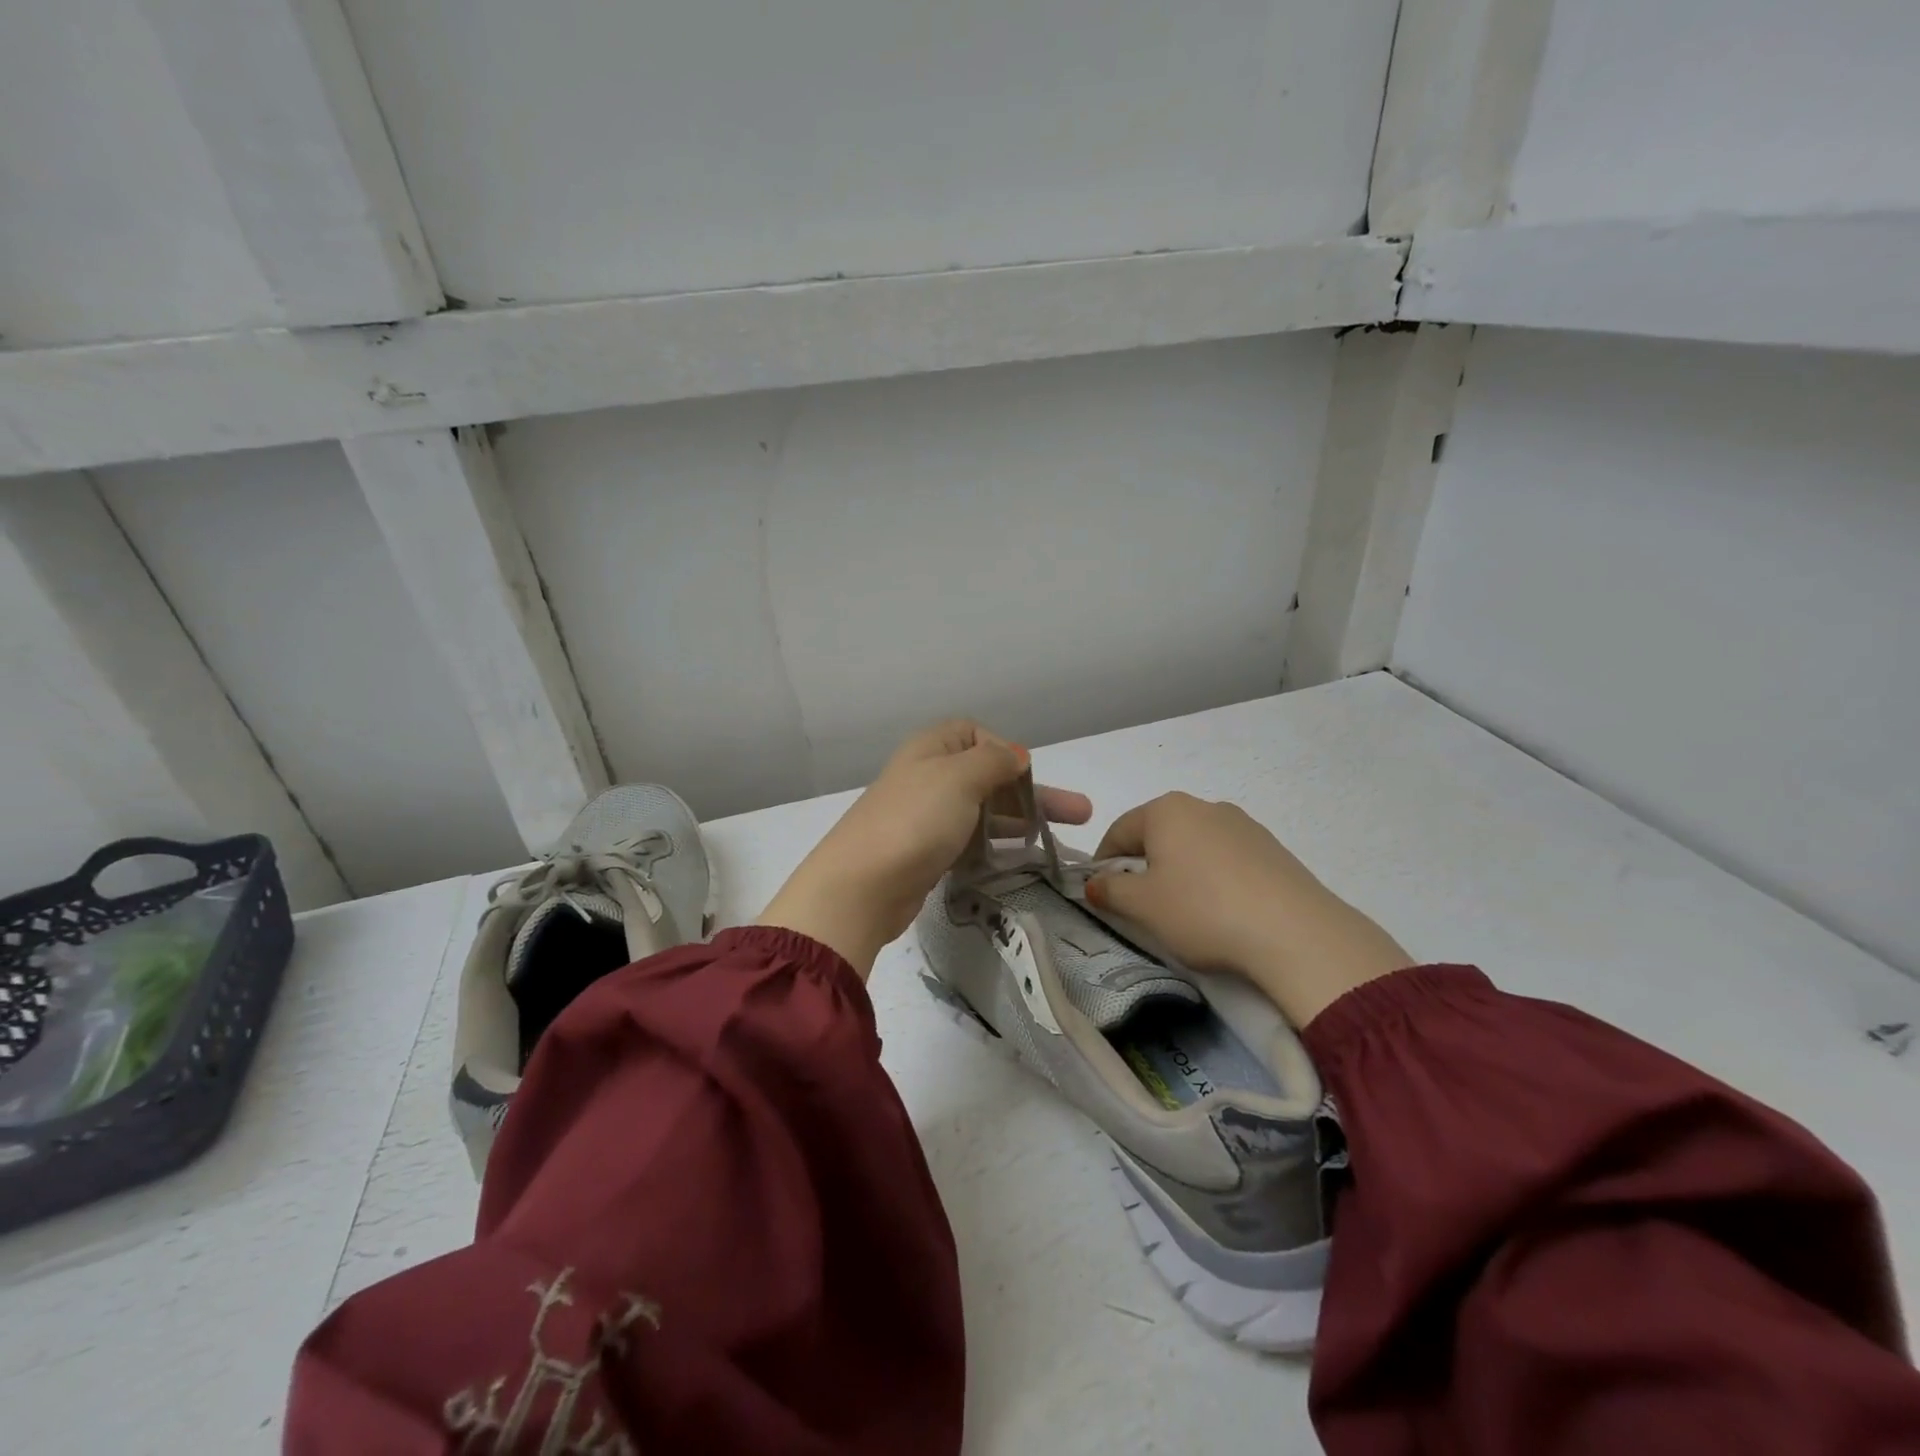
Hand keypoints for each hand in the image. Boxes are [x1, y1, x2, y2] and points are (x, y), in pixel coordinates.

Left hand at [758, 721, 1091, 978]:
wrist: (861, 886)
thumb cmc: (914, 820)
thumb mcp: (960, 776)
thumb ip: (993, 761)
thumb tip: (1015, 753)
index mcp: (931, 748)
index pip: (975, 734)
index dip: (1004, 750)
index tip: (1026, 776)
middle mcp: (927, 777)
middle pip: (987, 776)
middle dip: (1031, 792)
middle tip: (1078, 814)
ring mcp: (924, 817)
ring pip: (982, 811)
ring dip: (1019, 822)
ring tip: (1058, 842)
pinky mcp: (925, 853)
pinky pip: (968, 840)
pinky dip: (994, 846)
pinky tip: (1017, 860)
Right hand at [1085, 793, 1409, 1026]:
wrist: (1296, 933)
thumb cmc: (1203, 911)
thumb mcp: (1142, 906)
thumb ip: (1110, 891)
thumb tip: (1095, 884)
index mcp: (1167, 810)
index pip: (1119, 830)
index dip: (1103, 863)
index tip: (1101, 894)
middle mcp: (1204, 806)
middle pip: (1157, 834)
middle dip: (1143, 865)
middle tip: (1140, 905)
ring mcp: (1243, 825)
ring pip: (1193, 846)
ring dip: (1179, 872)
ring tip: (1184, 912)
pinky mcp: (1272, 848)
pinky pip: (1226, 859)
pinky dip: (1213, 878)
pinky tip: (1221, 910)